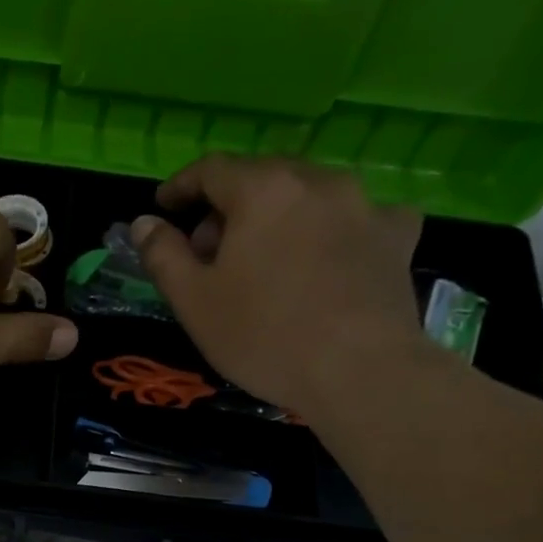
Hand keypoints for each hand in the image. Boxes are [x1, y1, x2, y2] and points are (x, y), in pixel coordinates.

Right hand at [129, 155, 424, 417]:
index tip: (164, 207)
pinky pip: (356, 217)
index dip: (181, 186)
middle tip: (208, 250)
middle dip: (227, 206)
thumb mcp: (193, 301)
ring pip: (307, 194)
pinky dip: (331, 229)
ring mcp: (365, 205)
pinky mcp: (398, 235)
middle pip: (260, 177)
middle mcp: (316, 181)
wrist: (361, 371)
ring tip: (264, 258)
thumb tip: (144, 222)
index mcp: (262, 191)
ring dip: (276, 216)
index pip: (210, 170)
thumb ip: (163, 255)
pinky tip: (327, 257)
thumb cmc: (263, 335)